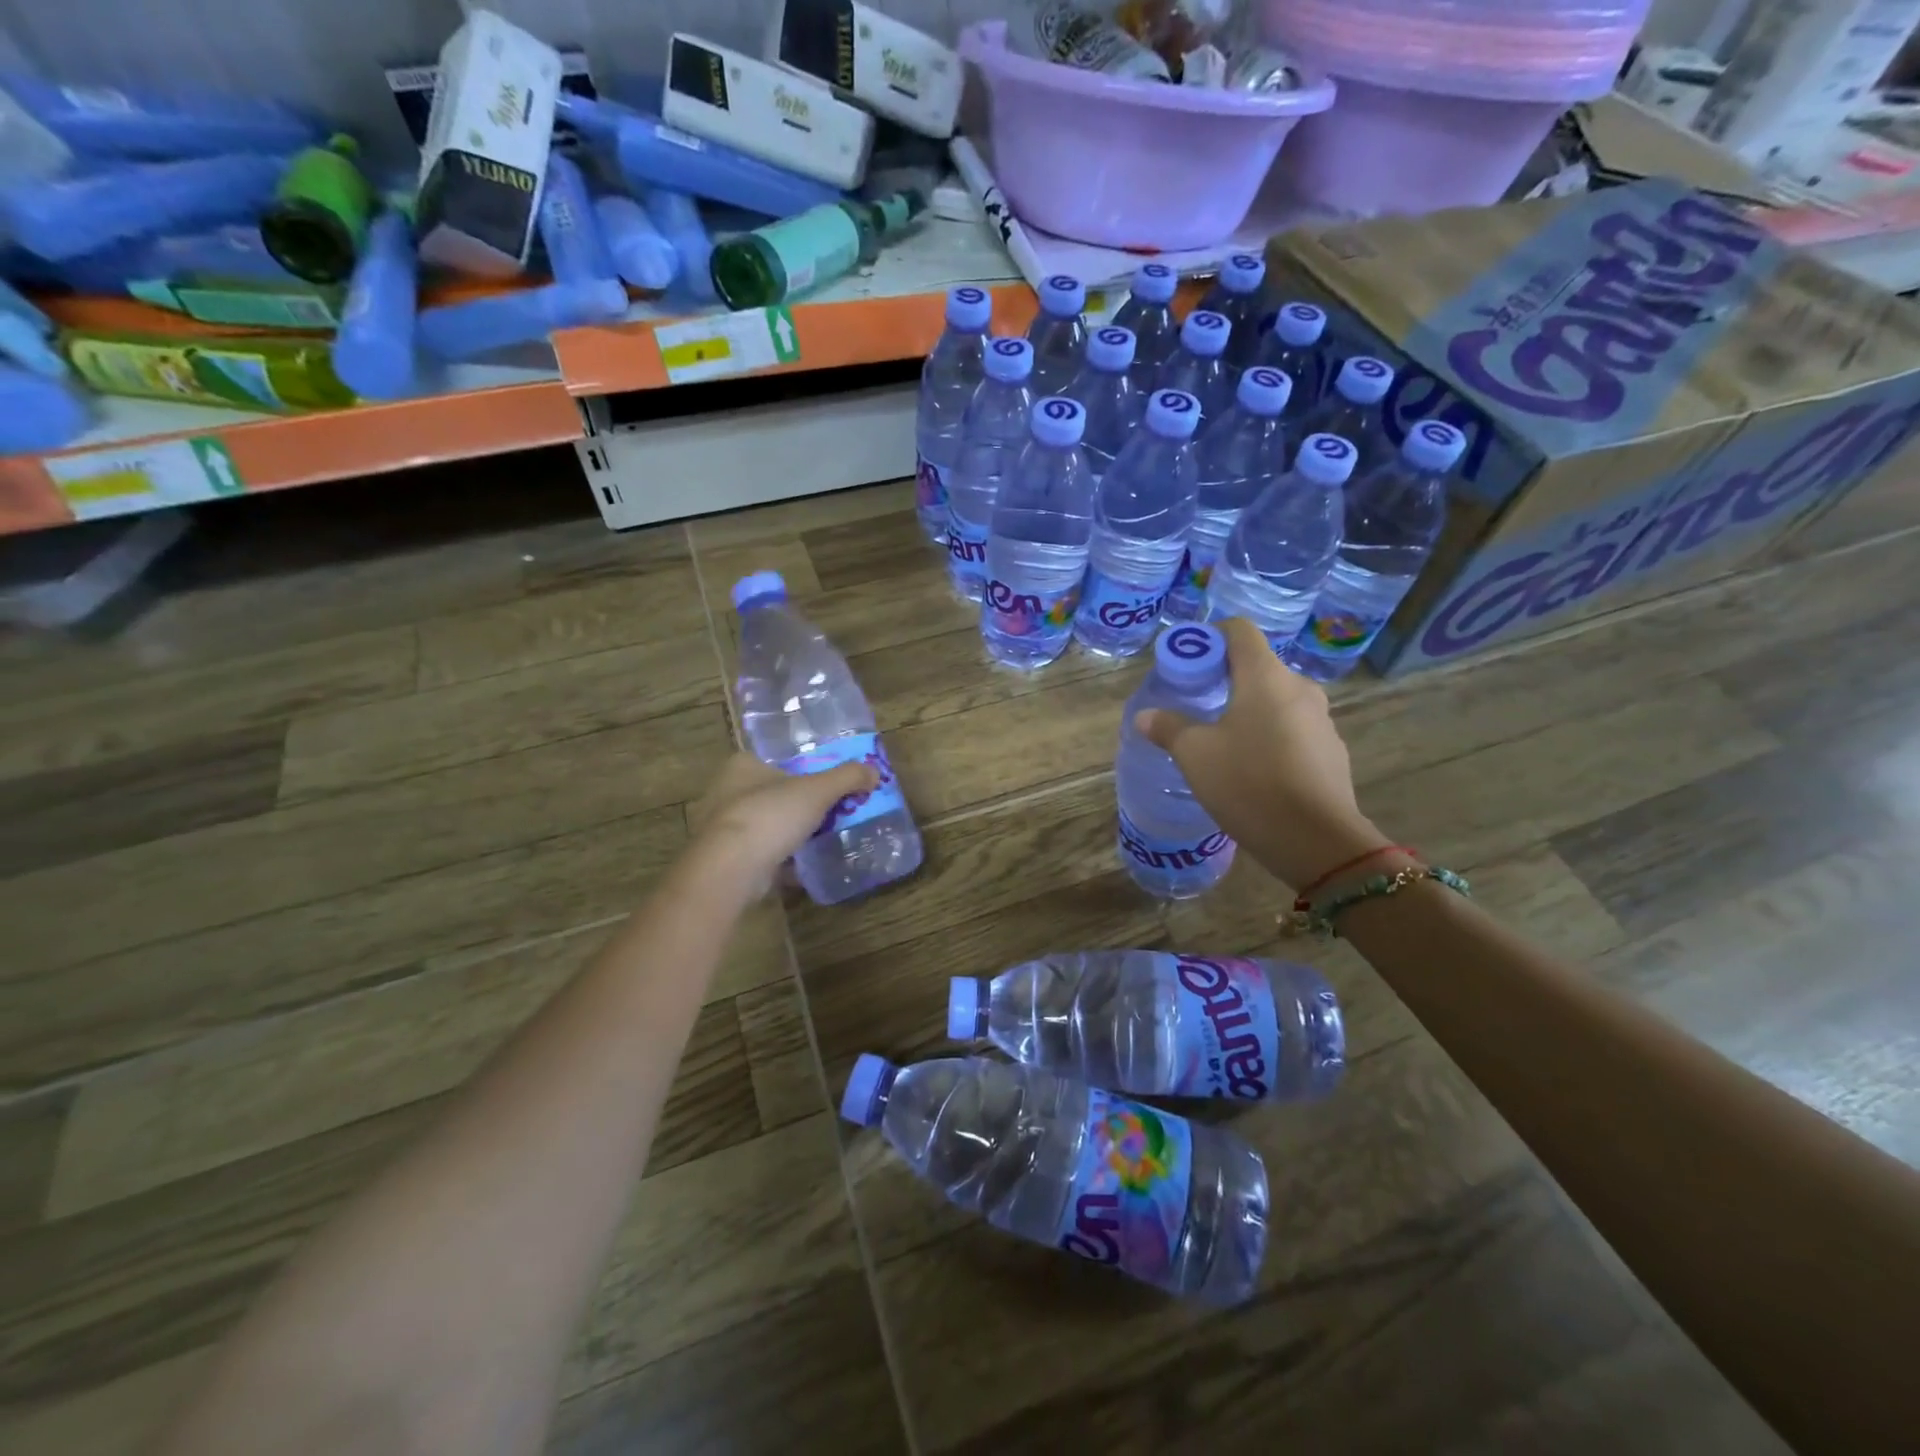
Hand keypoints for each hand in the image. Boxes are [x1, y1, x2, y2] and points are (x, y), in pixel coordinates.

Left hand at [688, 752, 879, 893]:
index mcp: (742, 765)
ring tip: (820, 838)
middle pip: (772, 792)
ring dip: (789, 832)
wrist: (731, 869)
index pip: (775, 760)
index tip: (824, 783)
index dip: (801, 769)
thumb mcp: (818, 790)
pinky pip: (761, 853)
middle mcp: (726, 791)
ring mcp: (724, 827)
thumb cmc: (770, 816)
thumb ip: (847, 778)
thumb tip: (874, 772)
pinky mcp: (726, 858)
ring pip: (766, 824)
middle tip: (829, 811)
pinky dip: (780, 858)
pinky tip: (803, 865)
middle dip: (798, 804)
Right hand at [1134, 618, 1385, 888]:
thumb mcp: (1195, 755)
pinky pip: (1293, 730)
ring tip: (1222, 742)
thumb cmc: (1249, 783)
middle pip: (1258, 667)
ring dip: (1249, 710)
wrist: (1316, 841)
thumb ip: (1169, 728)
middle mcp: (1299, 689)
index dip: (1210, 636)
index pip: (1239, 631)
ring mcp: (1321, 721)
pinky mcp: (1330, 752)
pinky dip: (1270, 737)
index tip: (1189, 661)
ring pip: (1276, 701)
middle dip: (1225, 679)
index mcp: (1266, 677)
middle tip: (1197, 705)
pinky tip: (1253, 770)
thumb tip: (1146, 716)